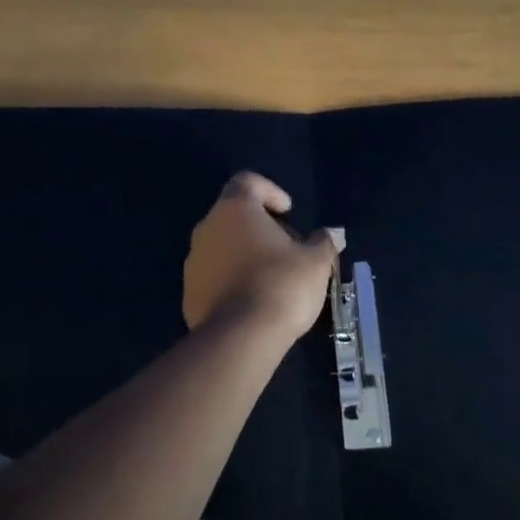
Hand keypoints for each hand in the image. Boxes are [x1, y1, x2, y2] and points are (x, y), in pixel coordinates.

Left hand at [182, 172, 340, 338]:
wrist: (240, 338)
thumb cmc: (281, 285)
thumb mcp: (315, 261)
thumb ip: (323, 242)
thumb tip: (331, 234)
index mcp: (235, 209)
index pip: (248, 182)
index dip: (271, 192)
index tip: (288, 212)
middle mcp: (207, 227)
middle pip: (234, 215)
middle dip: (261, 228)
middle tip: (287, 249)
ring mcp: (193, 261)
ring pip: (222, 247)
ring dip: (245, 255)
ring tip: (272, 278)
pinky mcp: (188, 293)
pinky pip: (213, 277)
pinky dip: (232, 281)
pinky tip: (254, 301)